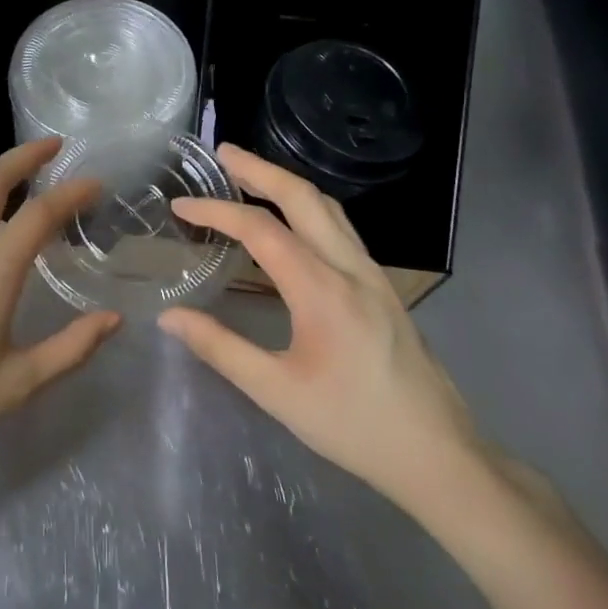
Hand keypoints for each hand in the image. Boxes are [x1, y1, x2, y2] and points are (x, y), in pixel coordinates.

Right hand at [157, 143, 484, 517]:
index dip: (217, 211)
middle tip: (223, 153)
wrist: (437, 455)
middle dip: (261, 169)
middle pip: (305, 198)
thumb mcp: (276, 392)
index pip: (262, 230)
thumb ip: (220, 348)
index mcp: (323, 290)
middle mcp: (351, 269)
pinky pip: (341, 230)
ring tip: (252, 176)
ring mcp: (374, 276)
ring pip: (330, 210)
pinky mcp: (383, 289)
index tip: (181, 206)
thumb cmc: (352, 426)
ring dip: (288, 185)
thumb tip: (169, 316)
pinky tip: (293, 224)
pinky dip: (308, 210)